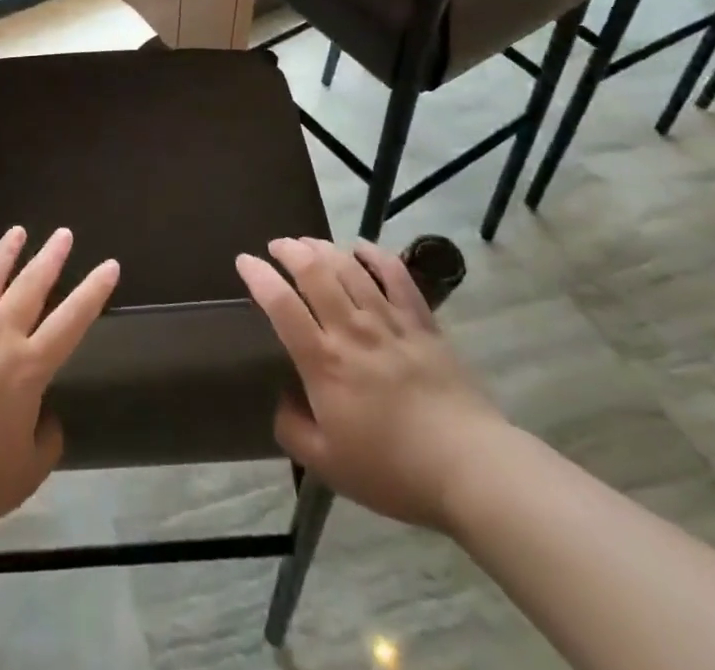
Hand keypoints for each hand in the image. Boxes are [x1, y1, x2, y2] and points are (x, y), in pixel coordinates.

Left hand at [0, 225, 118, 540]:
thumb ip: (45, 444)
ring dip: (5, 252)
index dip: (93, 291)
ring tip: (17, 231)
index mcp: (27, 367)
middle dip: (51, 256)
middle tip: (64, 233)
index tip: (110, 264)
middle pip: (31, 284)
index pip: (72, 320)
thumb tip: (47, 418)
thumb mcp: (22, 476)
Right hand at [237, 236, 510, 529]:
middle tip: (277, 246)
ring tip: (309, 243)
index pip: (281, 304)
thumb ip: (293, 429)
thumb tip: (283, 400)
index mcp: (324, 362)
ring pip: (350, 267)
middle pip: (315, 271)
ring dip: (324, 248)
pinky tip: (362, 247)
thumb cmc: (393, 470)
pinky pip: (397, 277)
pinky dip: (376, 255)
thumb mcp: (328, 466)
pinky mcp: (423, 323)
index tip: (244, 261)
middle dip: (290, 250)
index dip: (258, 276)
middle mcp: (352, 330)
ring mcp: (390, 322)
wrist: (471, 470)